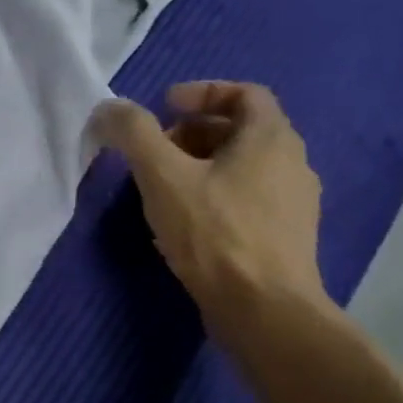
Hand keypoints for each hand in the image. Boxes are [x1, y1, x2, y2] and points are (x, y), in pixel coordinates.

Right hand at [92, 81, 328, 345]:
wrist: (264, 309)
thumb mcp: (162, 176)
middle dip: (193, 132)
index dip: (202, 92)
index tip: (164, 108)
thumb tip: (108, 109)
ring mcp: (294, 203)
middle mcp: (293, 163)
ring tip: (162, 187)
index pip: (245, 93)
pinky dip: (214, 194)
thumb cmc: (214, 233)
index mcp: (271, 138)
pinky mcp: (286, 236)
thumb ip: (133, 134)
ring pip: (243, 166)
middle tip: (155, 151)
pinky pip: (247, 198)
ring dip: (200, 165)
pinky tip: (185, 222)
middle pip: (241, 130)